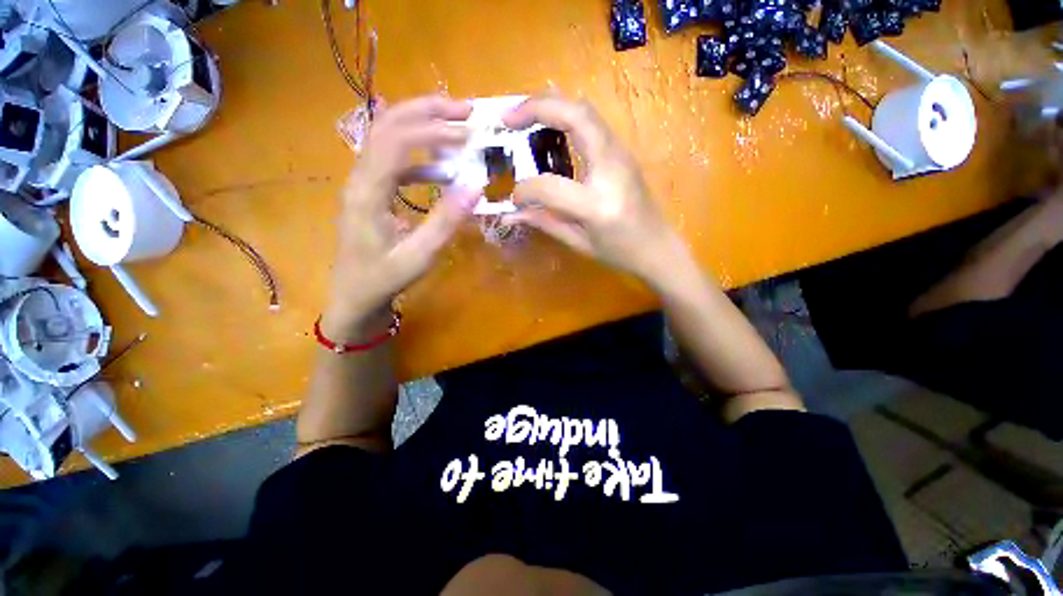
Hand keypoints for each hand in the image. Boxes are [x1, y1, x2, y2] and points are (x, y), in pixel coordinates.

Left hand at [325, 96, 480, 336]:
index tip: (468, 132)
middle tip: (465, 110)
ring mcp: (363, 182)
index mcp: (367, 192)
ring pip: (388, 137)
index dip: (432, 130)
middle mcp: (360, 178)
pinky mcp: (371, 191)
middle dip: (426, 111)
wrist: (355, 296)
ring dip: (422, 126)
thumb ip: (446, 220)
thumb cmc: (384, 279)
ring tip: (457, 129)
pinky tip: (442, 168)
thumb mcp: (420, 255)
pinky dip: (420, 157)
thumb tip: (475, 186)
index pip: (396, 141)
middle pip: (387, 125)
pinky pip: (394, 162)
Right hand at [501, 97, 687, 285]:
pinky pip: (592, 122)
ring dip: (551, 106)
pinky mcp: (622, 152)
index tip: (515, 198)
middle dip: (536, 108)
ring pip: (585, 111)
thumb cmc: (620, 252)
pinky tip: (549, 128)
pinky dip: (565, 116)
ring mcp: (621, 155)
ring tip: (523, 117)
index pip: (550, 186)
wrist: (658, 246)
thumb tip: (510, 213)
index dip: (525, 190)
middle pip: (575, 117)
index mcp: (597, 204)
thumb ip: (544, 222)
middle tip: (507, 118)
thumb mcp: (579, 243)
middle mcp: (611, 169)